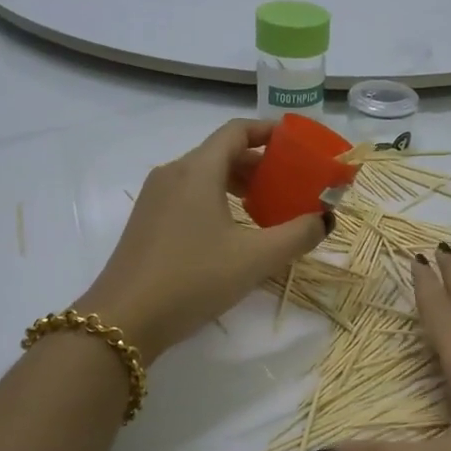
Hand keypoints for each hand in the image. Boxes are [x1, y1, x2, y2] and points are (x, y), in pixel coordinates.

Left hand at [77, 120, 330, 359]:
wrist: (124, 319)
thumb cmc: (193, 280)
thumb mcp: (255, 259)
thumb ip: (297, 235)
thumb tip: (326, 219)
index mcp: (197, 170)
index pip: (237, 131)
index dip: (270, 132)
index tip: (297, 145)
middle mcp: (172, 174)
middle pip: (221, 152)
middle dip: (258, 164)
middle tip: (289, 185)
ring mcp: (154, 198)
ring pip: (203, 176)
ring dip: (237, 184)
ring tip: (265, 210)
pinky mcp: (146, 222)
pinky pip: (188, 196)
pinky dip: (215, 201)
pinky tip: (231, 233)